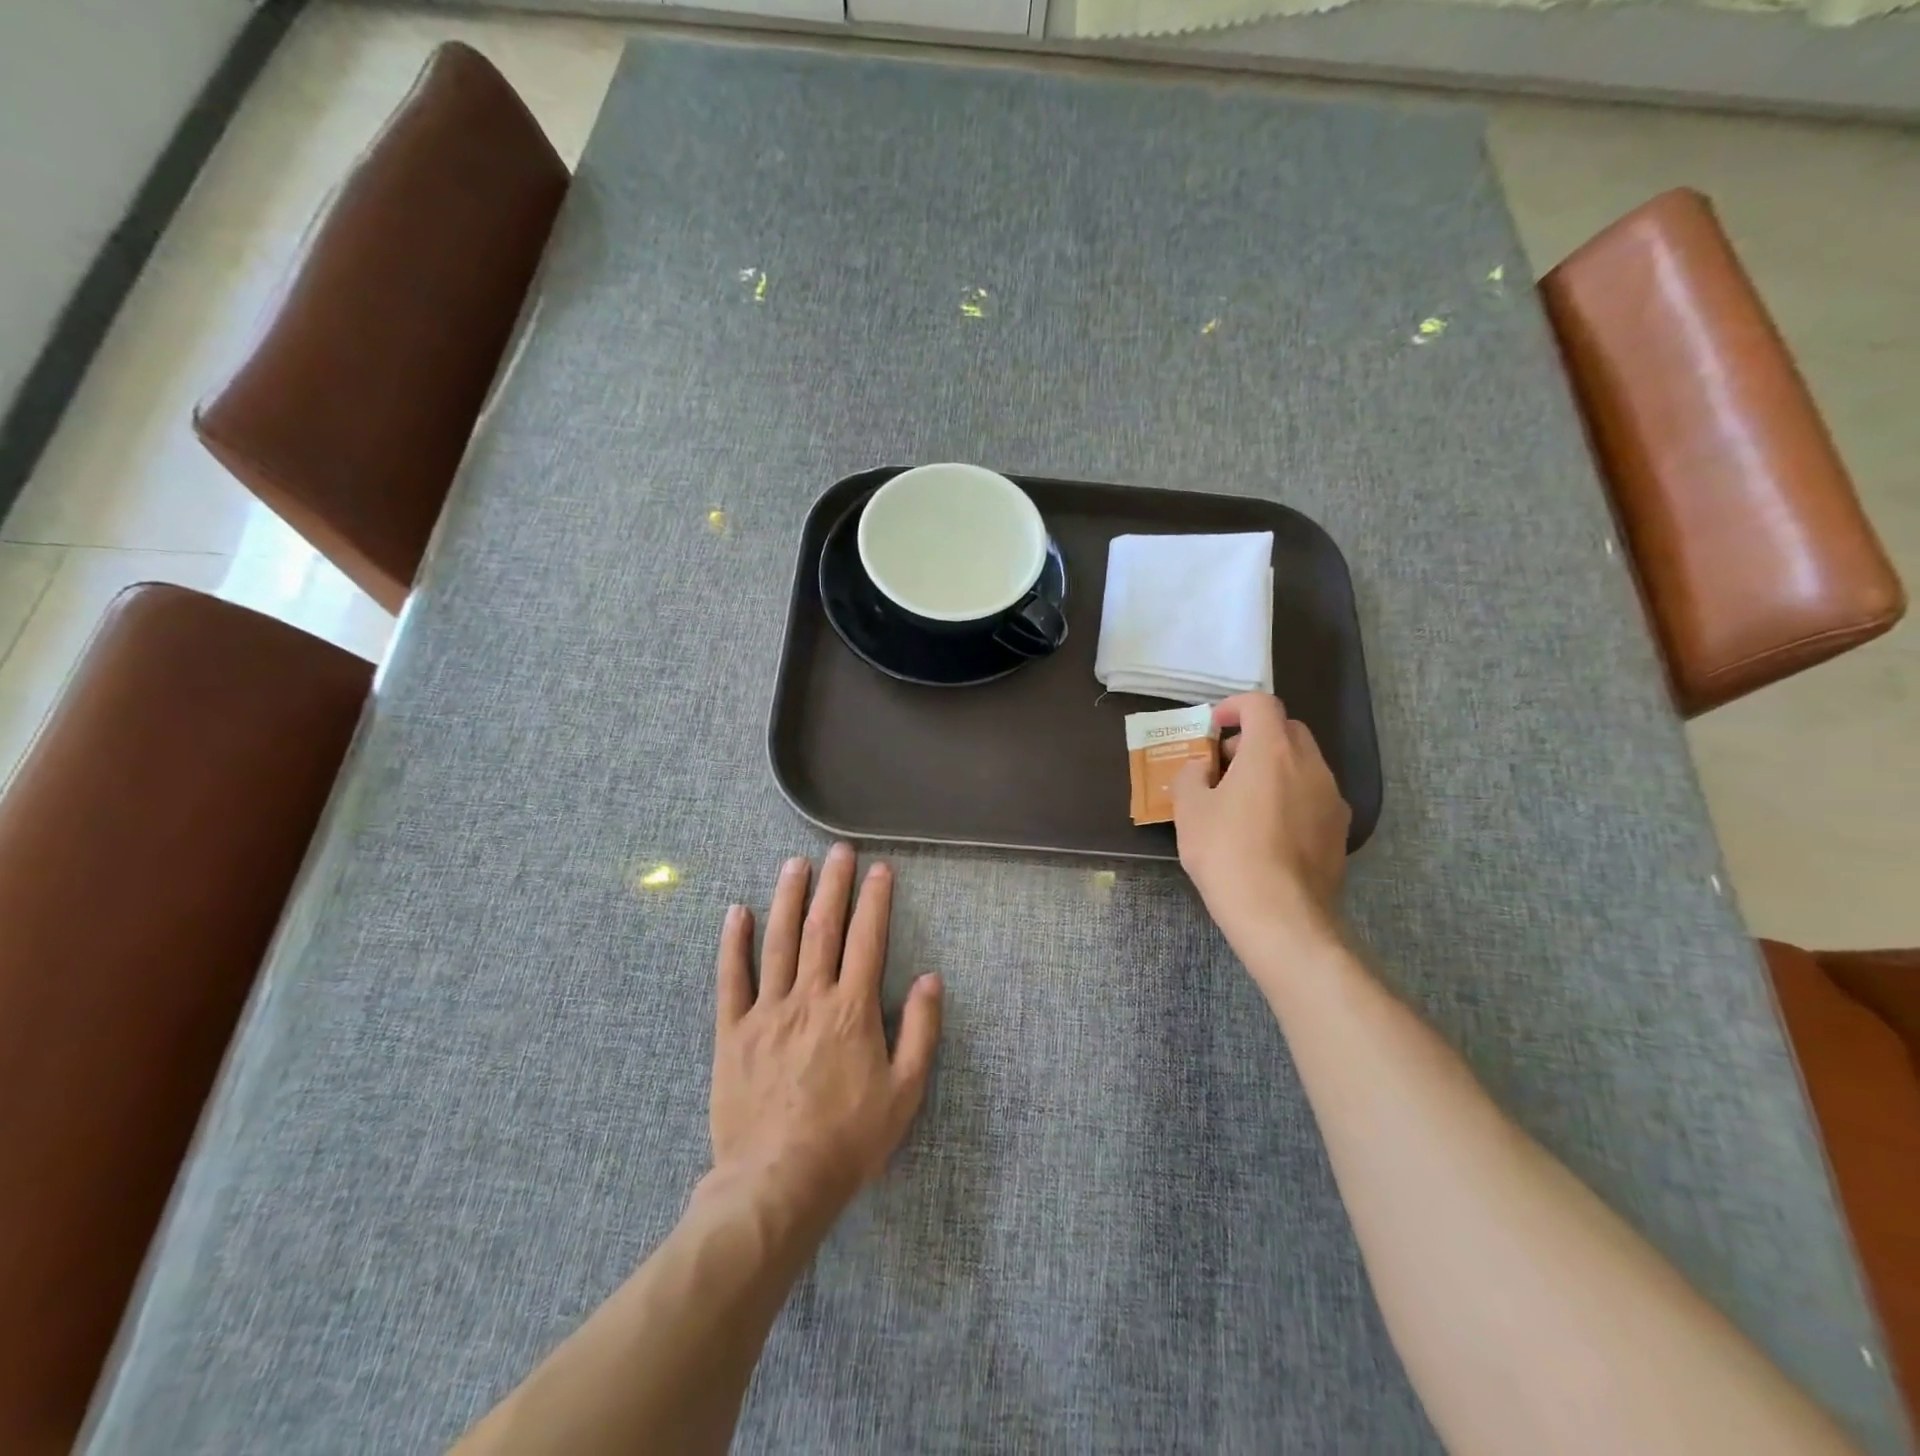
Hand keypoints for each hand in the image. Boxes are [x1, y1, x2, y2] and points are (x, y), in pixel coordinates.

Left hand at [709, 844, 942, 1224]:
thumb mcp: (904, 1092)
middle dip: (833, 884)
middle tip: (838, 850)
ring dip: (788, 898)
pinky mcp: (733, 1032)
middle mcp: (809, 998)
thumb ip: (921, 1031)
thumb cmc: (849, 1140)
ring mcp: (767, 1011)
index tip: (879, 869)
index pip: (867, 939)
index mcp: (852, 1010)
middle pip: (822, 928)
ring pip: (778, 941)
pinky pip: (731, 979)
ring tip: (795, 864)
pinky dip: (734, 943)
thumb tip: (931, 978)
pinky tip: (738, 912)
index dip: (875, 900)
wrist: (778, 1184)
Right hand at [1171, 694, 1350, 954]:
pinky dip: (1291, 797)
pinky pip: (1313, 796)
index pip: (1260, 704)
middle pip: (1287, 730)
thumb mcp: (1190, 811)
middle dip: (1255, 737)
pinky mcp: (1340, 830)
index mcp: (1272, 751)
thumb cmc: (1227, 853)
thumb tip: (1202, 769)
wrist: (1280, 915)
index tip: (1215, 725)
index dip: (1235, 706)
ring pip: (1303, 764)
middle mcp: (1310, 765)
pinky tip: (1268, 831)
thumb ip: (1191, 776)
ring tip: (1244, 801)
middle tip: (1225, 765)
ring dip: (1274, 768)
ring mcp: (1332, 798)